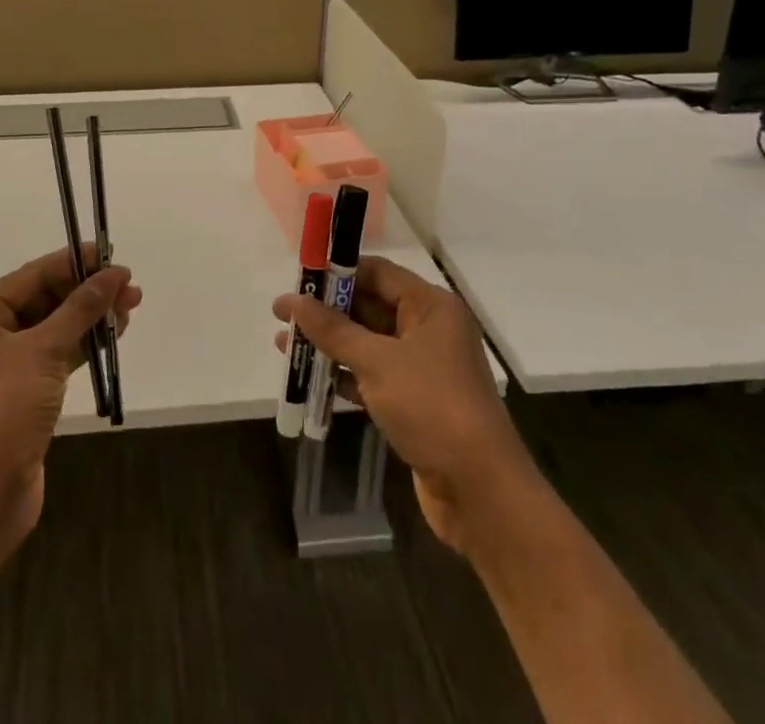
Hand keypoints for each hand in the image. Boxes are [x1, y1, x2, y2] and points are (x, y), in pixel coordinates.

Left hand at [0, 245, 140, 554]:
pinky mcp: (25, 396)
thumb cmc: (2, 412)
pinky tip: (113, 336)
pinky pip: (59, 356)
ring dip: (91, 317)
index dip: (73, 263)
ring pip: (56, 329)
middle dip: (87, 291)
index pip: (32, 276)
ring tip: (131, 306)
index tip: (111, 254)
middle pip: (45, 300)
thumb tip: (114, 274)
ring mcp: (6, 369)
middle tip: (129, 286)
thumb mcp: (43, 351)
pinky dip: (84, 345)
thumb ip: (80, 309)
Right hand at [274, 256, 533, 556]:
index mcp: (430, 306)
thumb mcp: (376, 362)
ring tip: (285, 346)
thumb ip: (332, 329)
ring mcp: (423, 368)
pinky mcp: (414, 402)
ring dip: (329, 344)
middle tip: (283, 314)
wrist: (480, 491)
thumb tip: (290, 300)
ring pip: (367, 343)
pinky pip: (372, 376)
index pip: (377, 273)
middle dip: (326, 311)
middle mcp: (429, 329)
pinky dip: (343, 375)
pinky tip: (309, 380)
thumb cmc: (431, 407)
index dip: (336, 273)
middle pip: (370, 306)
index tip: (298, 279)